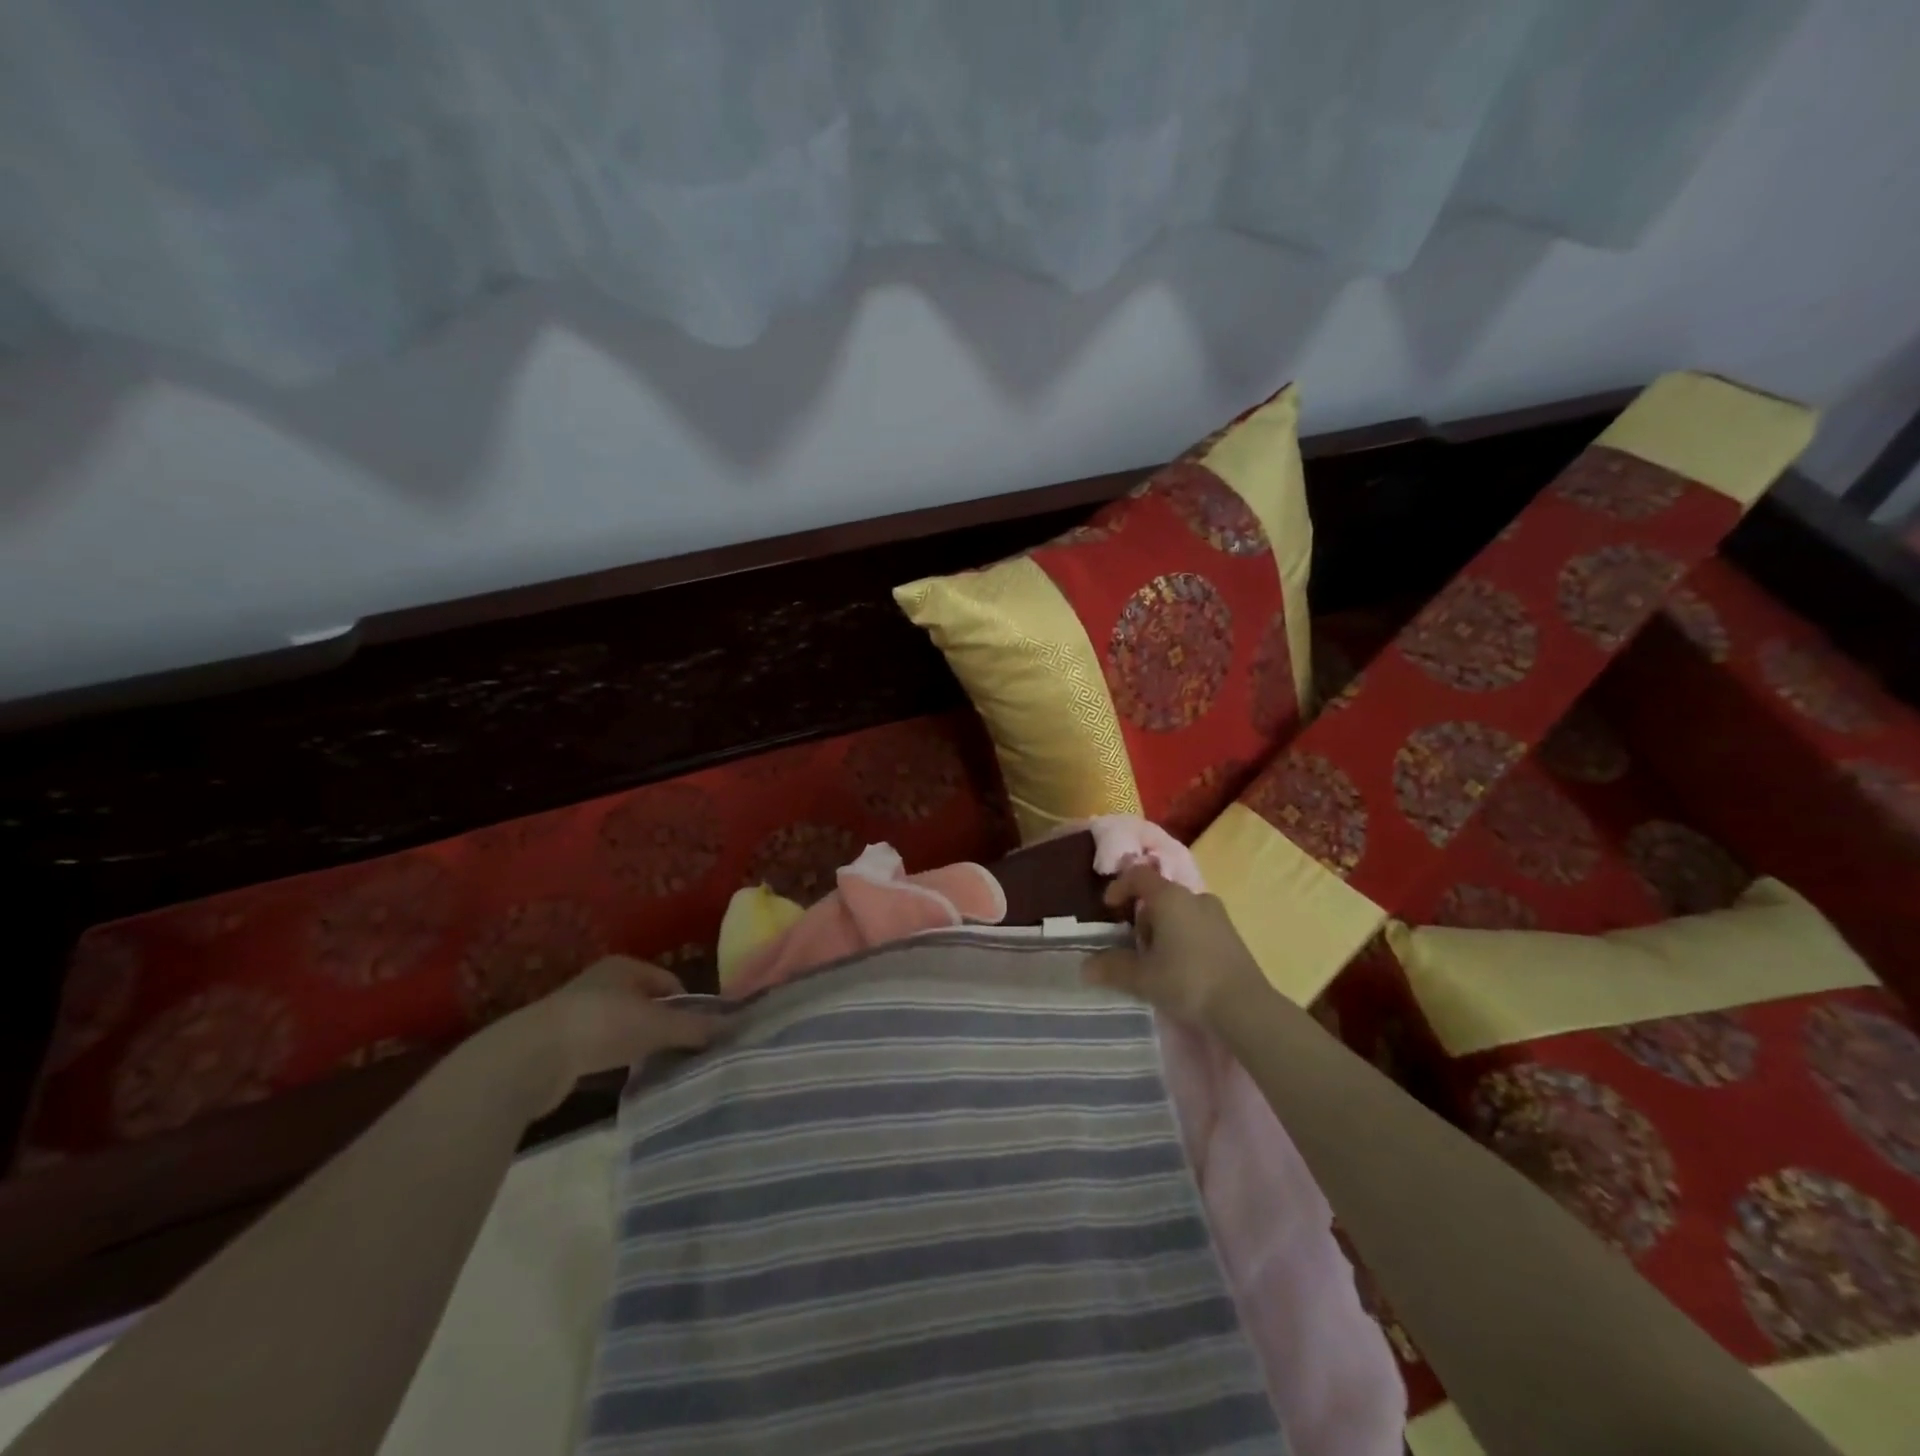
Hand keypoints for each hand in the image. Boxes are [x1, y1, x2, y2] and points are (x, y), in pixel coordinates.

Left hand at [491, 956, 726, 1113]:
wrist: (530, 1058)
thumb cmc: (603, 1026)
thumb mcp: (658, 1026)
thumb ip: (695, 1027)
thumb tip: (733, 1028)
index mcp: (625, 966)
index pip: (669, 982)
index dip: (688, 1006)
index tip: (698, 1033)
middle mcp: (600, 981)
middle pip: (645, 1002)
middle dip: (662, 1024)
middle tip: (679, 1050)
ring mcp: (576, 1010)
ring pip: (621, 1024)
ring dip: (636, 1042)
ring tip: (651, 1065)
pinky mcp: (557, 1041)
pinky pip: (598, 1045)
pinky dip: (611, 1057)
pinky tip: (617, 1075)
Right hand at [1084, 865, 1270, 1028]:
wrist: (1246, 1007)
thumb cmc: (1187, 981)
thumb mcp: (1142, 978)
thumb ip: (1112, 968)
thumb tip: (1085, 967)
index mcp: (1170, 897)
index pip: (1138, 875)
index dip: (1119, 887)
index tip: (1109, 908)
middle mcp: (1195, 897)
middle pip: (1159, 895)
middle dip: (1142, 917)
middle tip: (1134, 947)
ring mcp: (1218, 915)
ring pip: (1180, 911)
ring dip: (1163, 929)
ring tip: (1158, 962)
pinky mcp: (1232, 935)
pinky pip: (1198, 925)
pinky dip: (1183, 938)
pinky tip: (1183, 969)